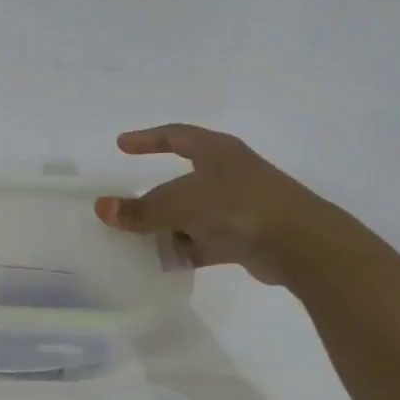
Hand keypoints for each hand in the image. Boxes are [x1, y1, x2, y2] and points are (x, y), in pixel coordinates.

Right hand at [94, 126, 328, 284]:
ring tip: (136, 241)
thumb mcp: (180, 205)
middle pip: (181, 181)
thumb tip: (101, 207)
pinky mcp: (245, 237)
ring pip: (191, 214)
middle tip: (125, 208)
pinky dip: (184, 250)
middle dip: (153, 197)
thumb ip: (140, 210)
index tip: (122, 144)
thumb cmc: (237, 206)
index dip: (148, 139)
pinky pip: (204, 241)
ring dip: (166, 227)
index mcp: (216, 152)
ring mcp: (238, 206)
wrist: (298, 243)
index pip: (176, 136)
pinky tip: (163, 263)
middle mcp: (228, 174)